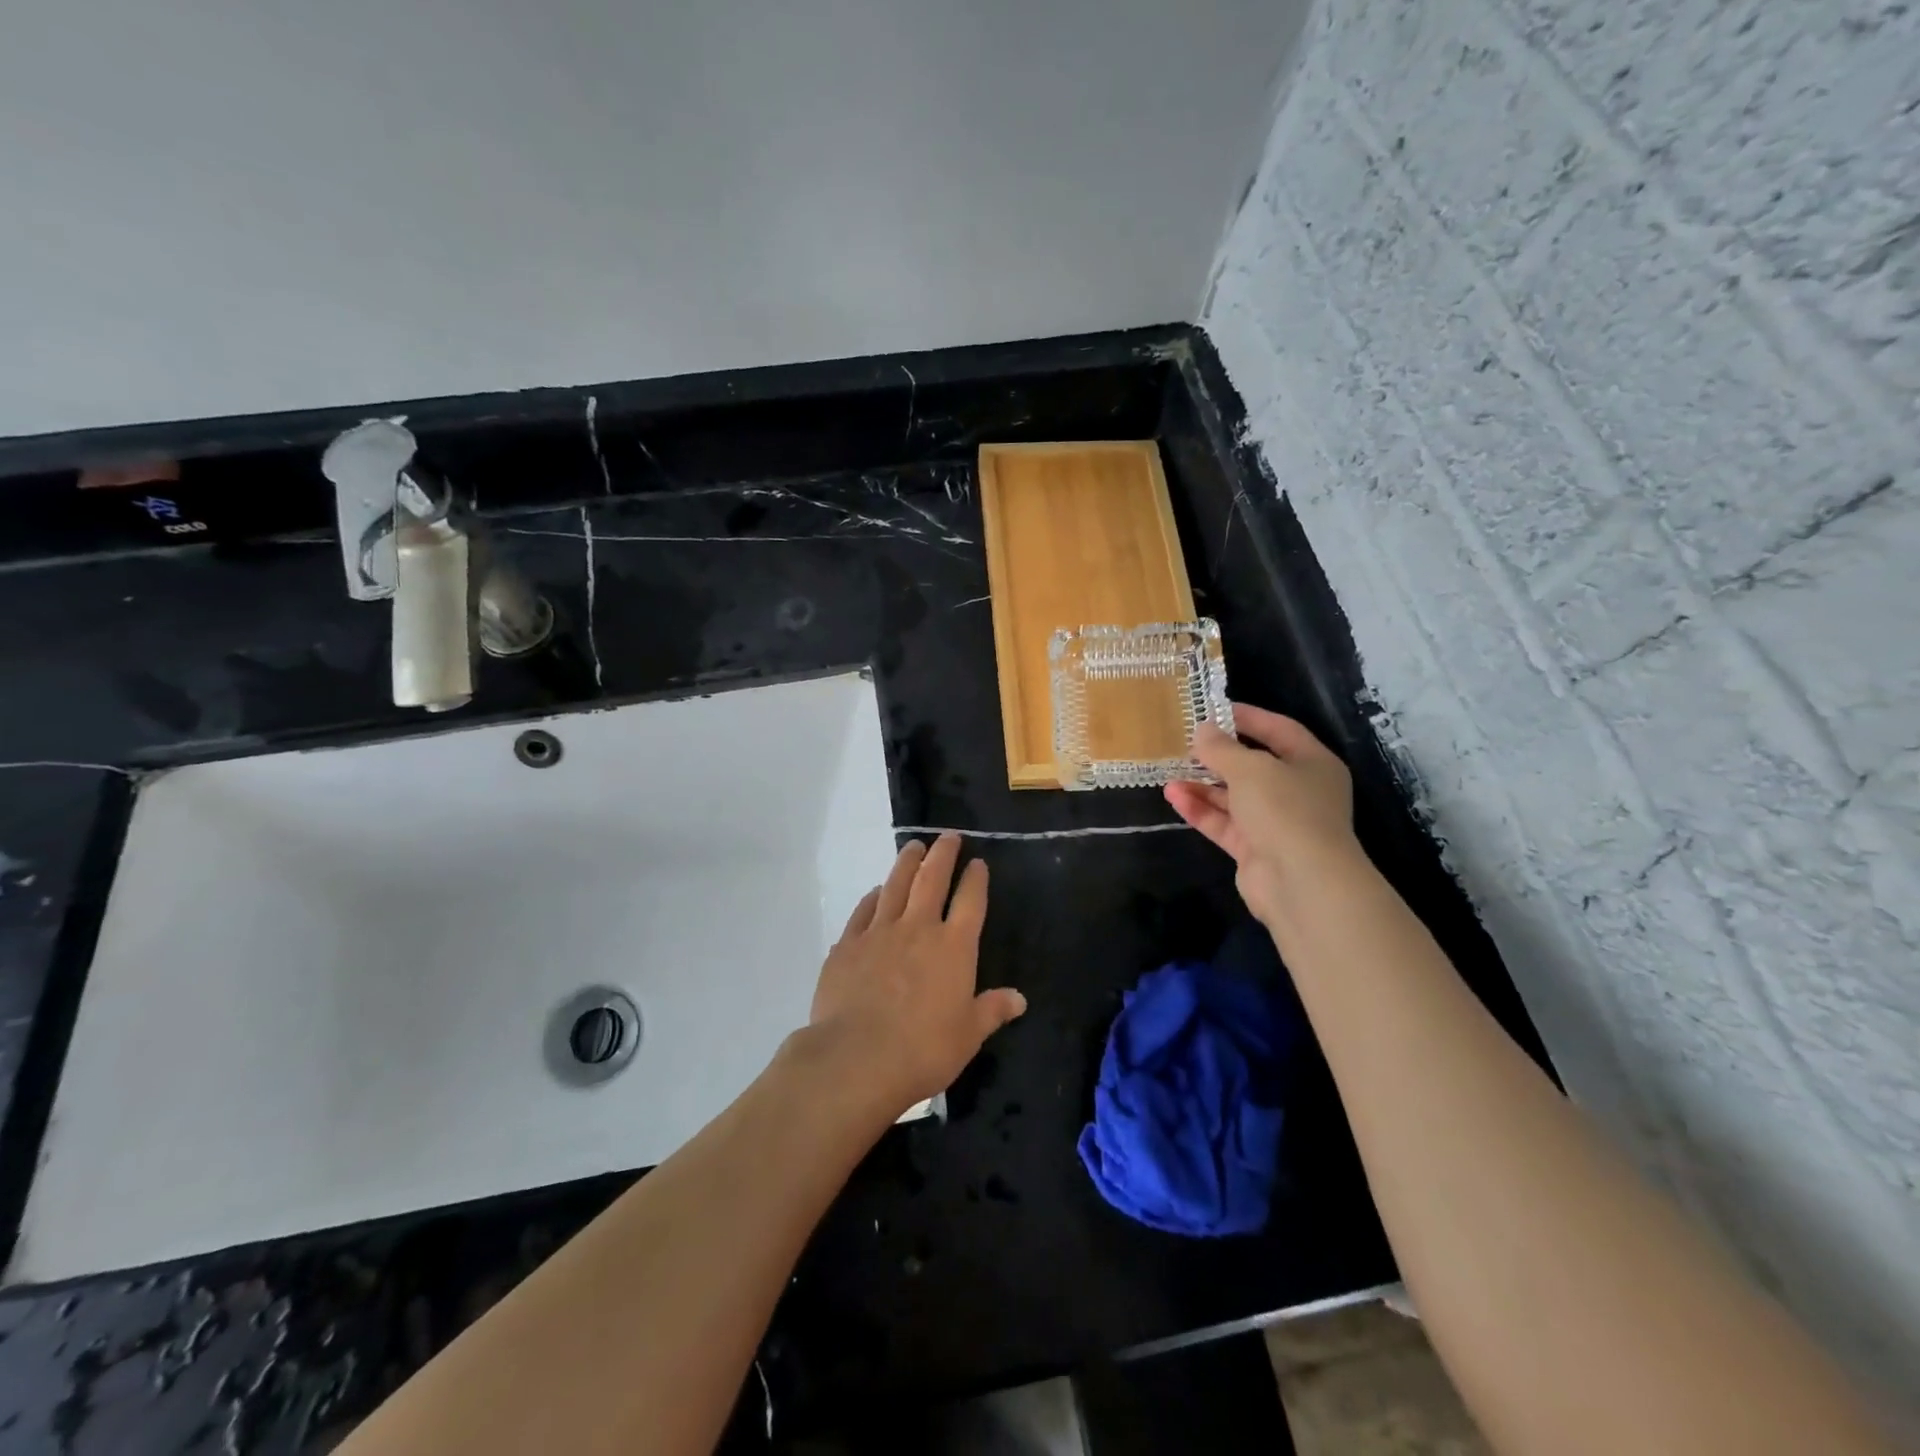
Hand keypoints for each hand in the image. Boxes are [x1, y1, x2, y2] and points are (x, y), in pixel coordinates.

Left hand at [805, 833, 1026, 1119]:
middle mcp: (918, 928)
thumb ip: (992, 1011)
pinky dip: (873, 897)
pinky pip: (863, 911)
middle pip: (932, 880)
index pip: (970, 901)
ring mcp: (880, 932)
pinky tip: (876, 892)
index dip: (975, 879)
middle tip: (948, 837)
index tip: (978, 862)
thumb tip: (1019, 998)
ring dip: (907, 863)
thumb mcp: (968, 1035)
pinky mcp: (848, 945)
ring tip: (913, 847)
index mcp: (954, 947)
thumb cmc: (923, 1050)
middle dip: (943, 855)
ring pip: (896, 885)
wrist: (857, 1058)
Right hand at [1164, 704, 1364, 931]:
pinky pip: (1225, 824)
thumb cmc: (1285, 809)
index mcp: (1312, 764)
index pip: (1279, 730)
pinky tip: (1174, 797)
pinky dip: (1202, 810)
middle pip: (1254, 766)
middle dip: (1218, 756)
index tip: (1213, 710)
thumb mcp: (1250, 768)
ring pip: (1235, 797)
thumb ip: (1221, 748)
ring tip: (1169, 774)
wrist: (1302, 882)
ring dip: (1203, 786)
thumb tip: (1201, 730)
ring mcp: (1277, 823)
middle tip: (1184, 744)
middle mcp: (1298, 791)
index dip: (1248, 718)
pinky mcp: (1256, 850)